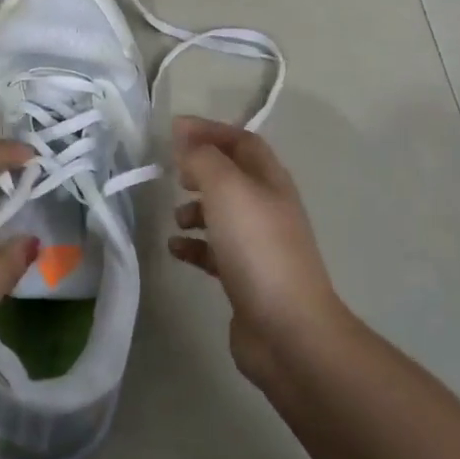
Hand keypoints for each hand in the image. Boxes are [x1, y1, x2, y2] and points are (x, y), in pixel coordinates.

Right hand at [167, 116, 349, 384]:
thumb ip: (203, 158)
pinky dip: (193, 246)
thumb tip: (184, 135)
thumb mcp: (227, 189)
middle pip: (233, 176)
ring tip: (175, 217)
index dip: (210, 130)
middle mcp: (268, 208)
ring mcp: (259, 245)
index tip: (173, 130)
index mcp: (270, 181)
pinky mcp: (244, 277)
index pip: (242, 141)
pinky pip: (214, 251)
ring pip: (223, 214)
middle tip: (173, 173)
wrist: (286, 328)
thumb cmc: (257, 248)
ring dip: (195, 209)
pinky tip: (175, 249)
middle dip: (201, 170)